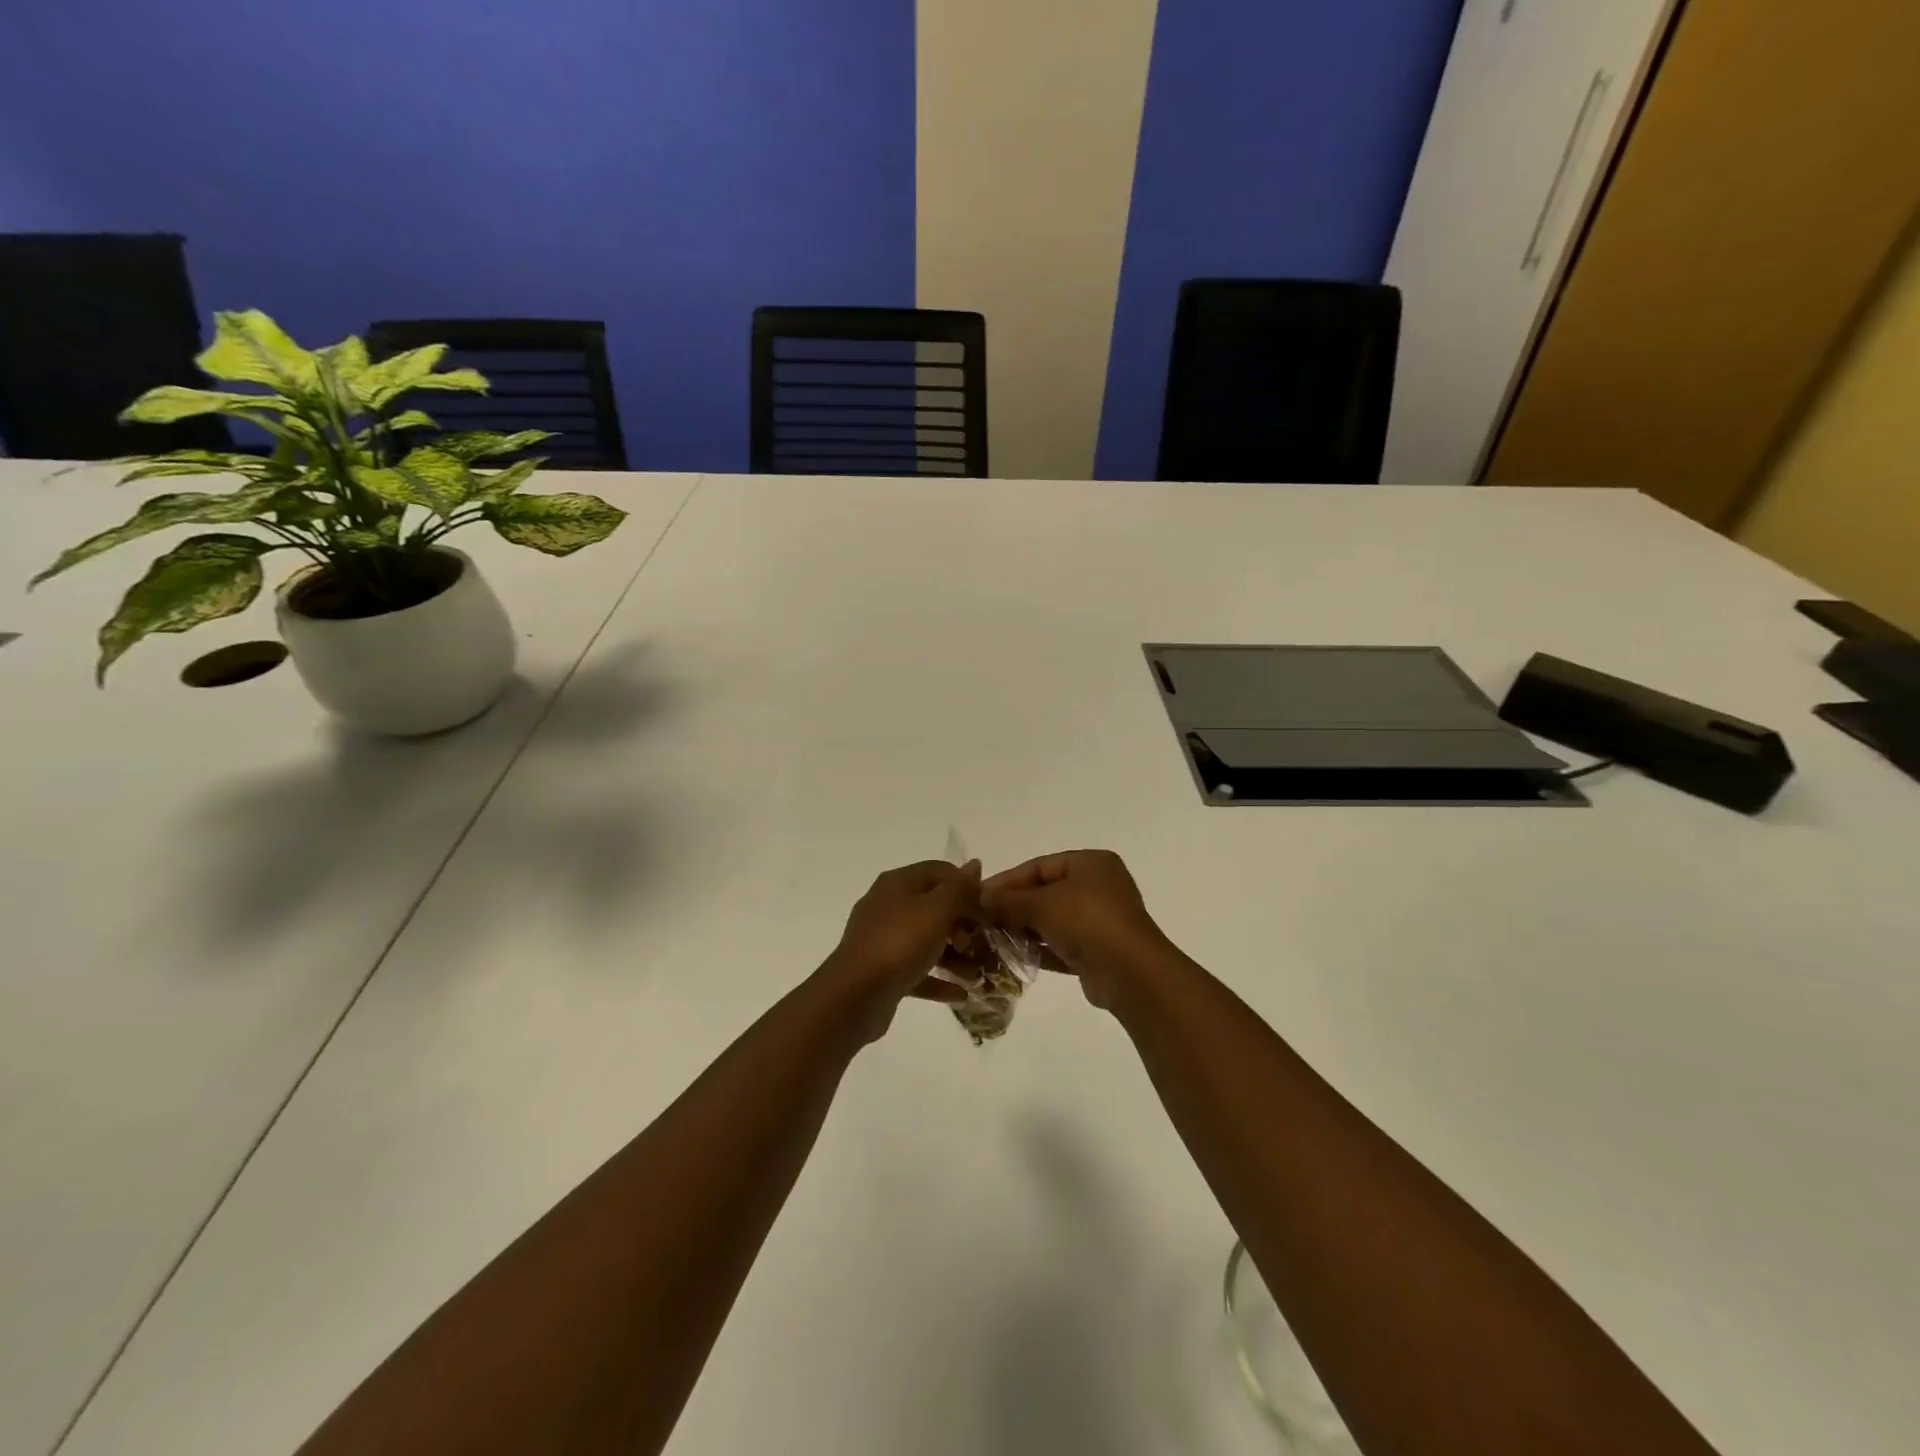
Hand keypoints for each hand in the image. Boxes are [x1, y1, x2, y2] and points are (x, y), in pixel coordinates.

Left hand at [817, 860, 980, 1040]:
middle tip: (983, 943)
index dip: (966, 885)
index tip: (988, 908)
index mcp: (898, 883)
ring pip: (928, 941)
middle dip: (963, 925)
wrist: (855, 995)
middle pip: (935, 907)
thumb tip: (975, 865)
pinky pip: (918, 970)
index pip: (939, 871)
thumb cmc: (900, 943)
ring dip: (955, 956)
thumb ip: (960, 889)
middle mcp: (888, 906)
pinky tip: (962, 994)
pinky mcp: (883, 971)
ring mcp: (883, 939)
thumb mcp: (938, 910)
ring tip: (978, 976)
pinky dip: (939, 979)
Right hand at [980, 850, 1174, 1008]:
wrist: (1130, 972)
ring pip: (1052, 920)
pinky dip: (1039, 948)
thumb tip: (978, 898)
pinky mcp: (1097, 951)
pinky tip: (1012, 956)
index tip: (978, 896)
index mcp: (1091, 863)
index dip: (1007, 880)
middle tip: (981, 920)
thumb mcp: (1042, 904)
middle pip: (1045, 892)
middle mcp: (1098, 887)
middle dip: (1013, 906)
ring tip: (991, 939)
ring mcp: (1100, 920)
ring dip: (1023, 929)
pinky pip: (1061, 944)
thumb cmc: (1087, 921)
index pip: (1040, 866)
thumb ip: (1008, 900)